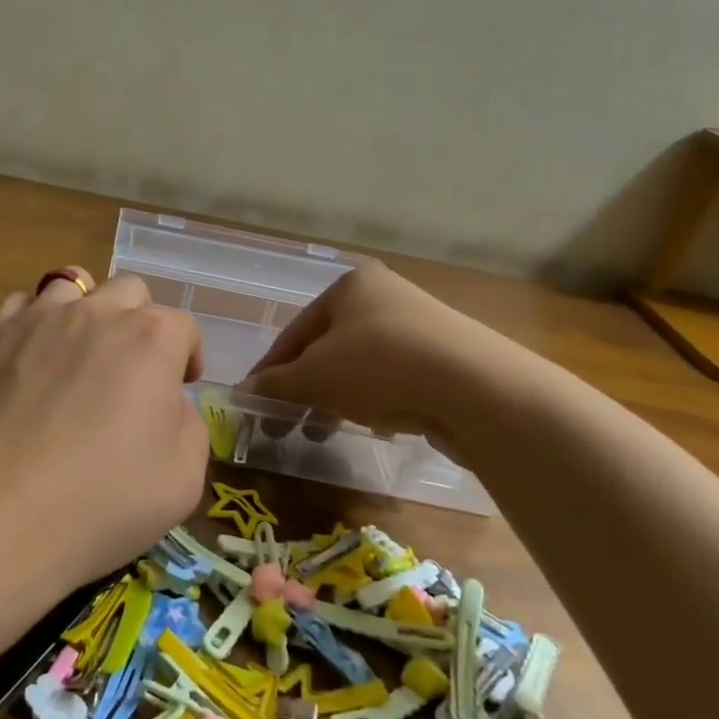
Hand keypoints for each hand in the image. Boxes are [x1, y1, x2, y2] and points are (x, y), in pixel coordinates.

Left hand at [0, 269, 207, 587]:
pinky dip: (35, 321)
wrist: (0, 507)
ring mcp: (41, 317)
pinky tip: (32, 356)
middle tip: (131, 366)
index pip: (183, 327)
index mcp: (151, 339)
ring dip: (86, 310)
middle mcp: (98, 313)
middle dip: (140, 321)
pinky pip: (23, 304)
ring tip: (78, 349)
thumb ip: (188, 425)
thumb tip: (166, 403)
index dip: (187, 355)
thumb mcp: (184, 478)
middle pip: (130, 291)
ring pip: (73, 285)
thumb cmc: (103, 498)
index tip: (180, 384)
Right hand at [240, 259, 519, 445]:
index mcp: (351, 287)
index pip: (295, 331)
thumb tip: (241, 392)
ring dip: (335, 398)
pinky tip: (374, 426)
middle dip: (304, 388)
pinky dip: (375, 400)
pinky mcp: (446, 359)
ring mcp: (420, 327)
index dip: (269, 369)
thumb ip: (276, 383)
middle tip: (284, 425)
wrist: (477, 388)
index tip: (252, 401)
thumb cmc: (379, 366)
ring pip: (360, 366)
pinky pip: (394, 379)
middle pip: (328, 348)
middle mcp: (385, 297)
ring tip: (320, 432)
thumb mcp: (315, 376)